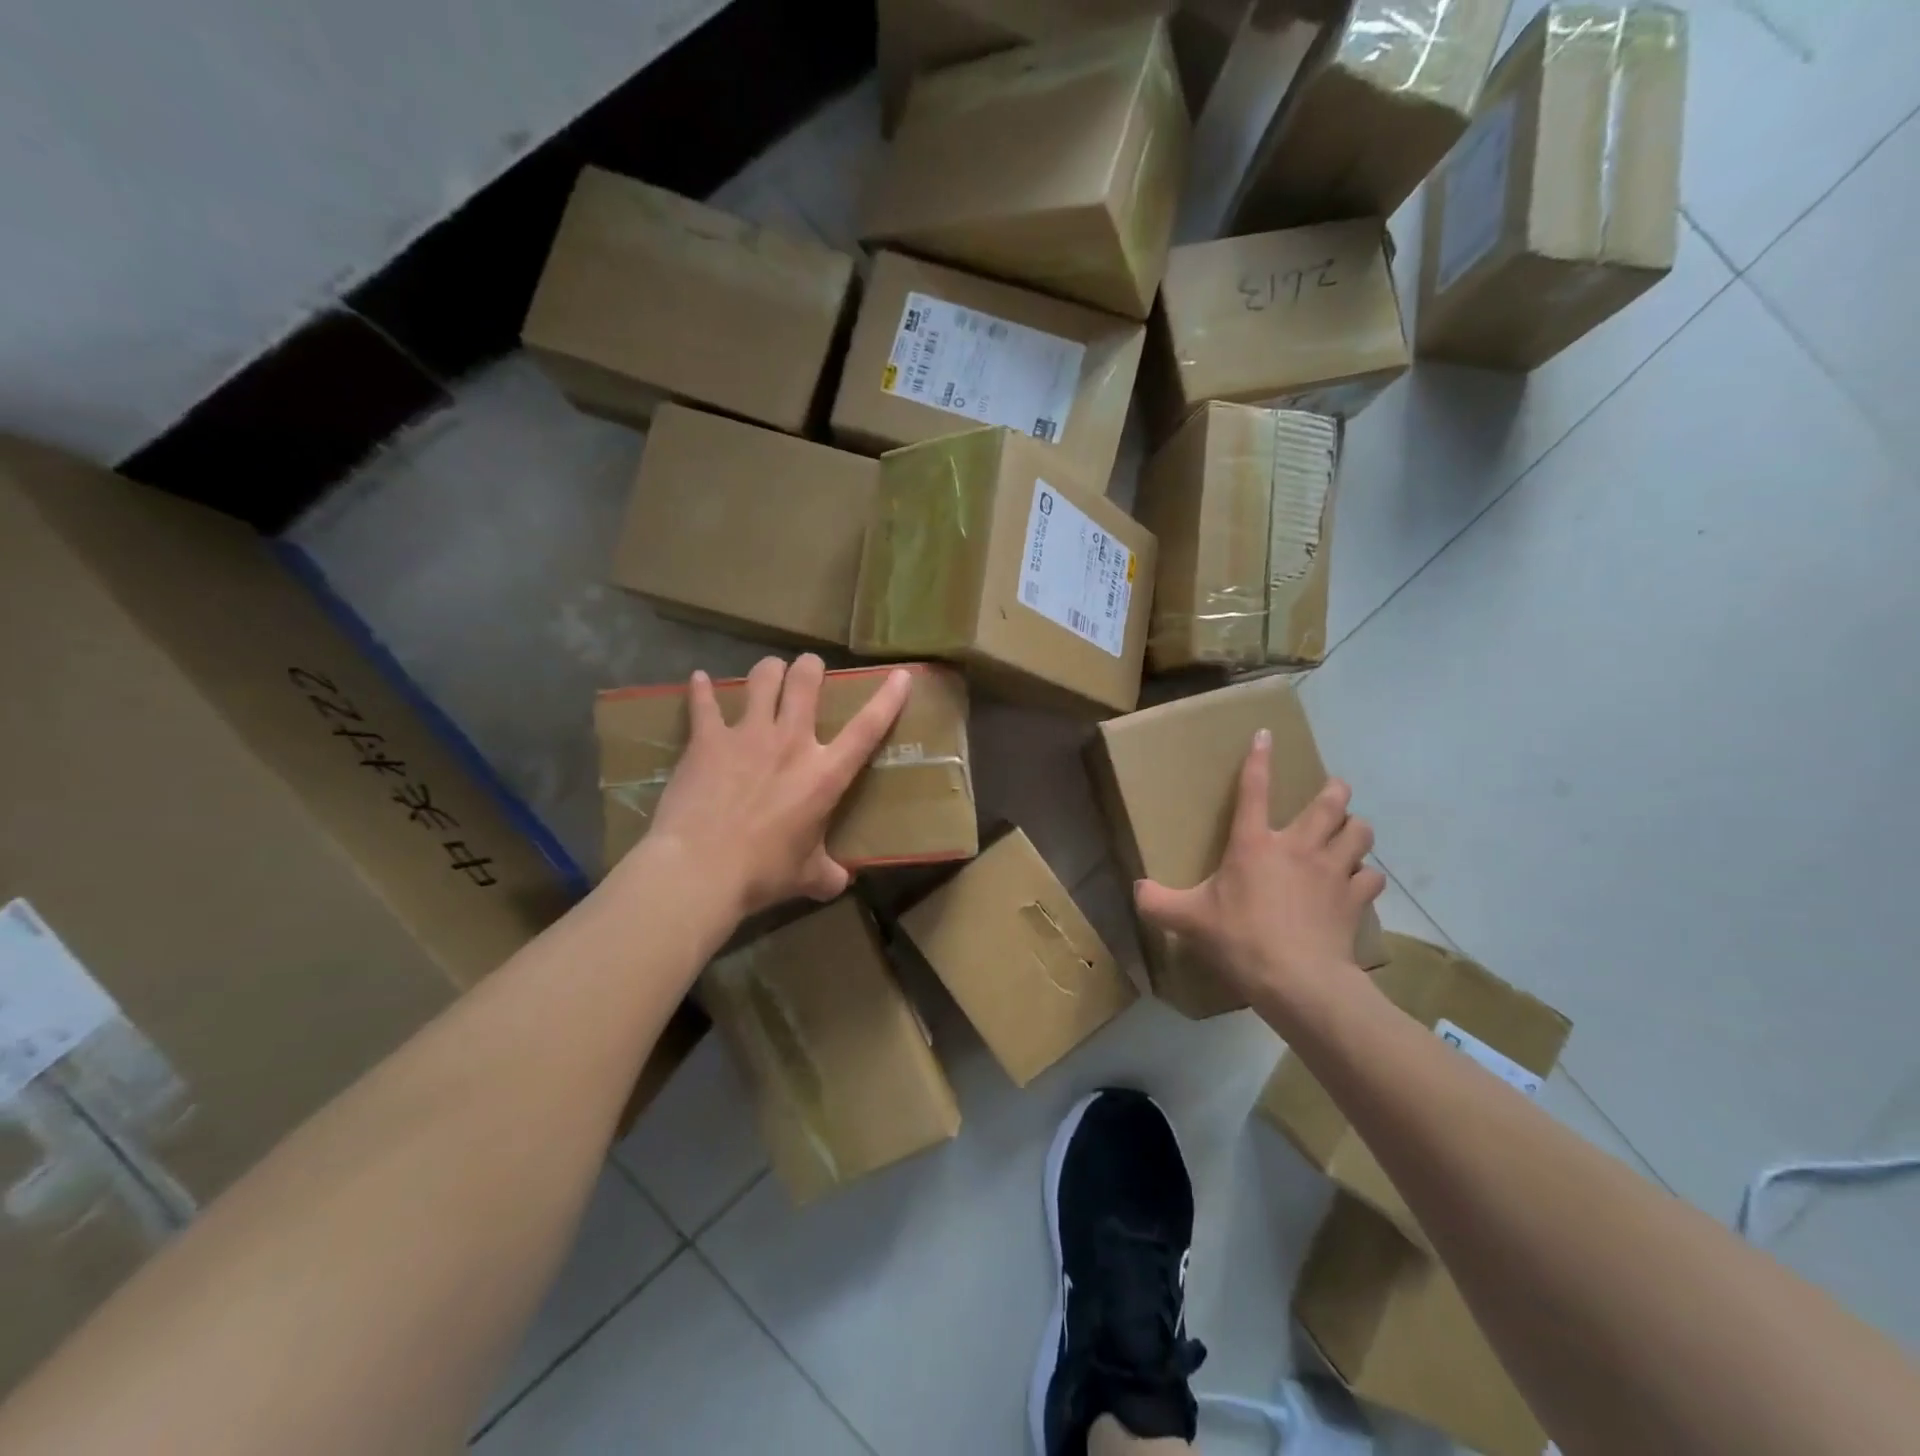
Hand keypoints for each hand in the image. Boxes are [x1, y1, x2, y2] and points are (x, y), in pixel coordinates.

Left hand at [635, 655, 911, 919]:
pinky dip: (701, 689)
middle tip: (808, 668)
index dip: (888, 699)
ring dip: (768, 670)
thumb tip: (840, 881)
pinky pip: (703, 703)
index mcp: (824, 774)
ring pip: (762, 679)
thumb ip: (828, 873)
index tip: (900, 675)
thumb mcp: (808, 878)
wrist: (701, 869)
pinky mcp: (707, 740)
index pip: (867, 728)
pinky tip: (700, 680)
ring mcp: (747, 735)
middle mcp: (790, 742)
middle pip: (806, 682)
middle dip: (810, 667)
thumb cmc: (763, 873)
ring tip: (768, 672)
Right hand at [1134, 730, 1384, 1008]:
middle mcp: (1298, 847)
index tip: (1266, 734)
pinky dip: (1366, 875)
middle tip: (1331, 794)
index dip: (1259, 758)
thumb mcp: (1187, 920)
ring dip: (1355, 829)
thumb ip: (1156, 902)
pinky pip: (1371, 876)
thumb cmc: (1240, 939)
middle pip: (1330, 801)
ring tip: (1348, 834)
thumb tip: (1136, 889)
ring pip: (1360, 832)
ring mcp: (1332, 871)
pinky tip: (1358, 882)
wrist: (1298, 980)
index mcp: (1254, 844)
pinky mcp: (1356, 899)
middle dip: (1334, 791)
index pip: (1254, 789)